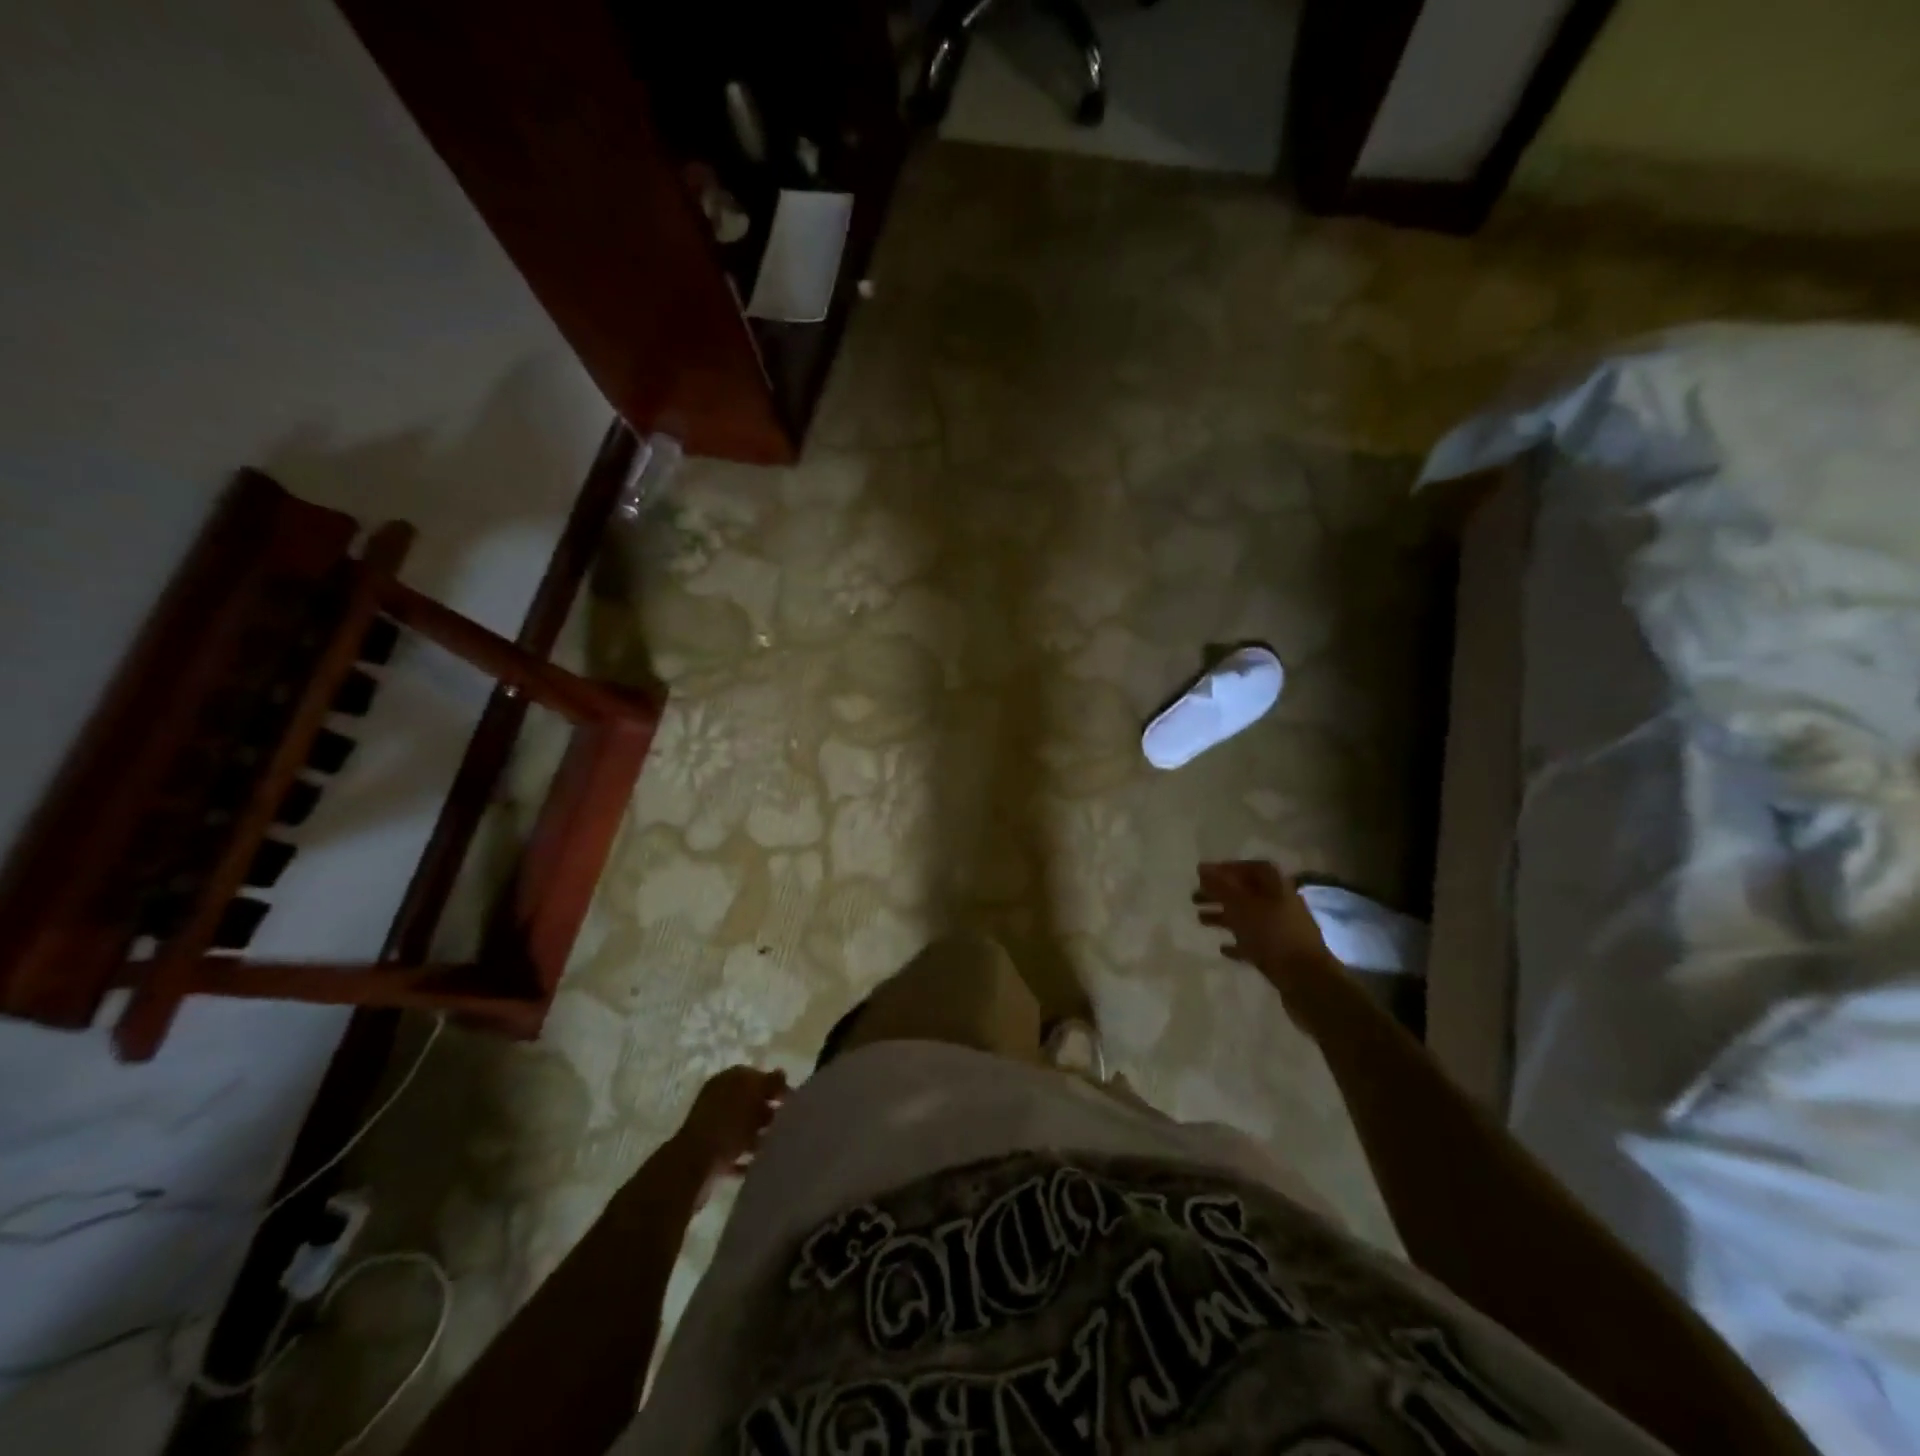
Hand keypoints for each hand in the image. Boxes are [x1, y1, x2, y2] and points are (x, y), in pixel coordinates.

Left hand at [674, 1066, 787, 1192]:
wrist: (693, 1166)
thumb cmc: (726, 1123)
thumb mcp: (752, 1094)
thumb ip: (769, 1082)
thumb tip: (781, 1073)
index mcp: (725, 1081)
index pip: (754, 1076)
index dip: (773, 1085)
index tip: (791, 1099)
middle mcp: (717, 1101)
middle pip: (748, 1103)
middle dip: (768, 1111)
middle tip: (787, 1122)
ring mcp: (712, 1130)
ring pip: (742, 1129)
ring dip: (759, 1136)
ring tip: (777, 1144)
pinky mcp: (711, 1157)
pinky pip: (735, 1154)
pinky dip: (748, 1158)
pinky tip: (762, 1164)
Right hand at [1193, 861, 1333, 975]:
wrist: (1307, 980)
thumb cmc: (1273, 935)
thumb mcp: (1242, 906)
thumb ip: (1221, 886)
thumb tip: (1202, 867)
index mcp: (1276, 886)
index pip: (1251, 868)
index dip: (1228, 869)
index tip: (1204, 875)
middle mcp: (1280, 903)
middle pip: (1247, 892)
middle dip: (1220, 893)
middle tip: (1195, 898)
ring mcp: (1282, 929)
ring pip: (1248, 917)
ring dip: (1224, 916)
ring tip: (1200, 920)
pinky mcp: (1280, 953)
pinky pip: (1255, 942)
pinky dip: (1238, 942)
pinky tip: (1223, 948)